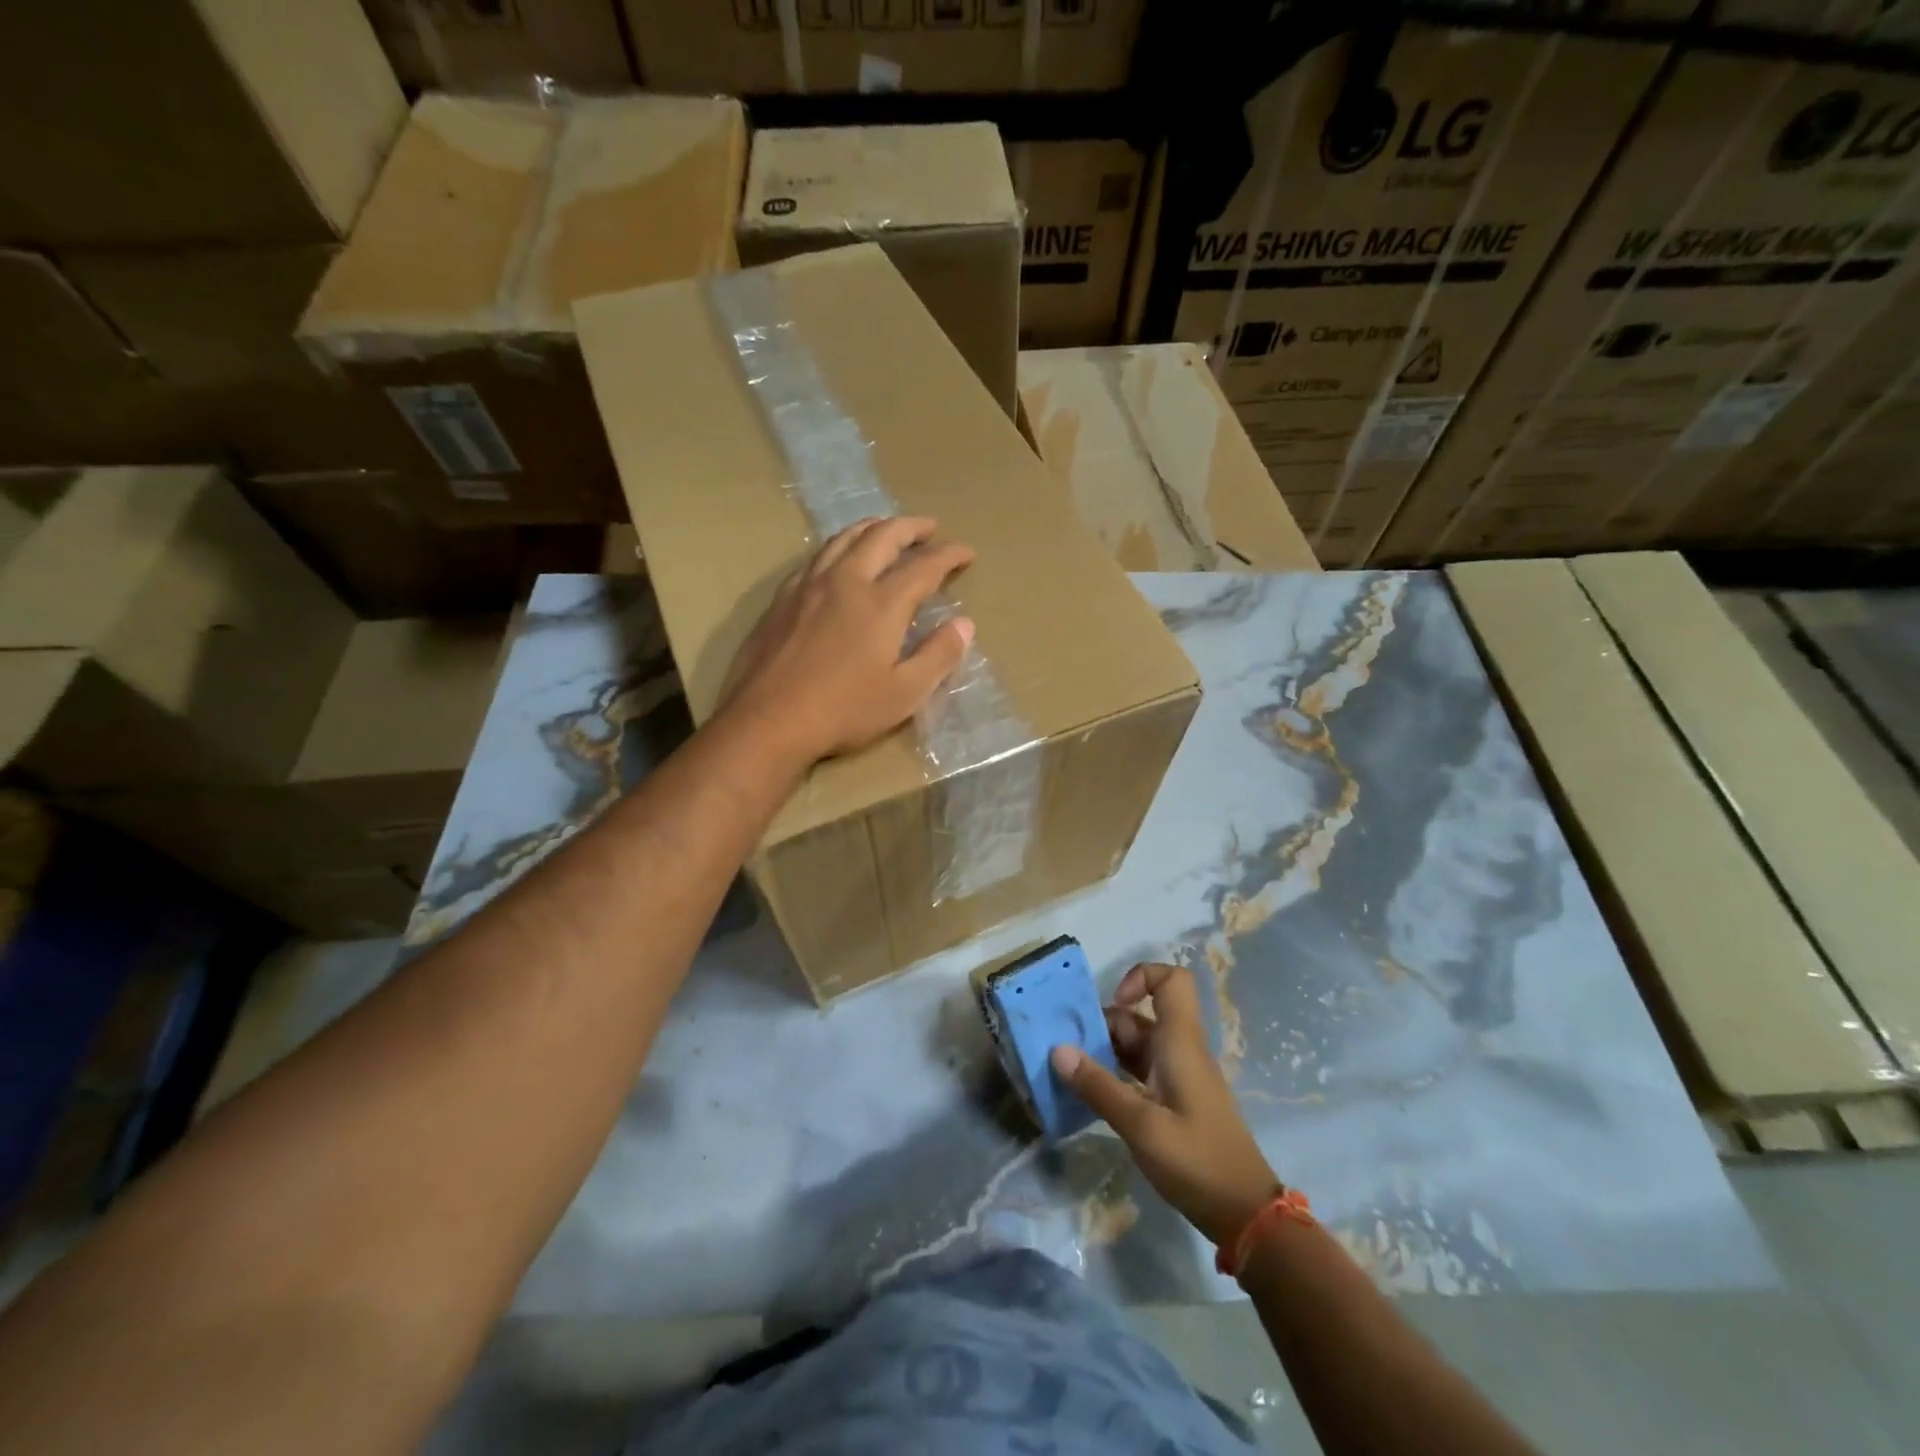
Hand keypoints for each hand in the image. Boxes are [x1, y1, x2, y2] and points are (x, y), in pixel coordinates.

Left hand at [722, 516, 975, 765]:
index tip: (966, 552)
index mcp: (881, 604)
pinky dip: (839, 546)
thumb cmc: (843, 711)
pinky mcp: (782, 598)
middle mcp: (846, 582)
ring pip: (844, 538)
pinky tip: (838, 558)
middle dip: (911, 527)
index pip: (923, 566)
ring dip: (873, 527)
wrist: (768, 720)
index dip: (949, 555)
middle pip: (882, 537)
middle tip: (929, 528)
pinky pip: (816, 556)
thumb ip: (938, 656)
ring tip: (887, 528)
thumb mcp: (904, 694)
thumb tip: (964, 624)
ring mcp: (809, 586)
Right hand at [1051, 963, 1280, 1247]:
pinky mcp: (1174, 1100)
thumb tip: (1058, 1049)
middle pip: (1140, 1015)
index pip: (1171, 980)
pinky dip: (1113, 1074)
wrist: (1244, 1214)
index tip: (1112, 1003)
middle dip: (1102, 1024)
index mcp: (1180, 1043)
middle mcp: (1179, 1050)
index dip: (1140, 977)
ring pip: (1136, 1044)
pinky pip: (1139, 1071)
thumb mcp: (1141, 1126)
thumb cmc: (1197, 1161)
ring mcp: (1177, 1076)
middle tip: (1066, 1046)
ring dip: (1103, 1051)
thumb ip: (1098, 1086)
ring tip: (1068, 1069)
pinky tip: (1089, 1093)